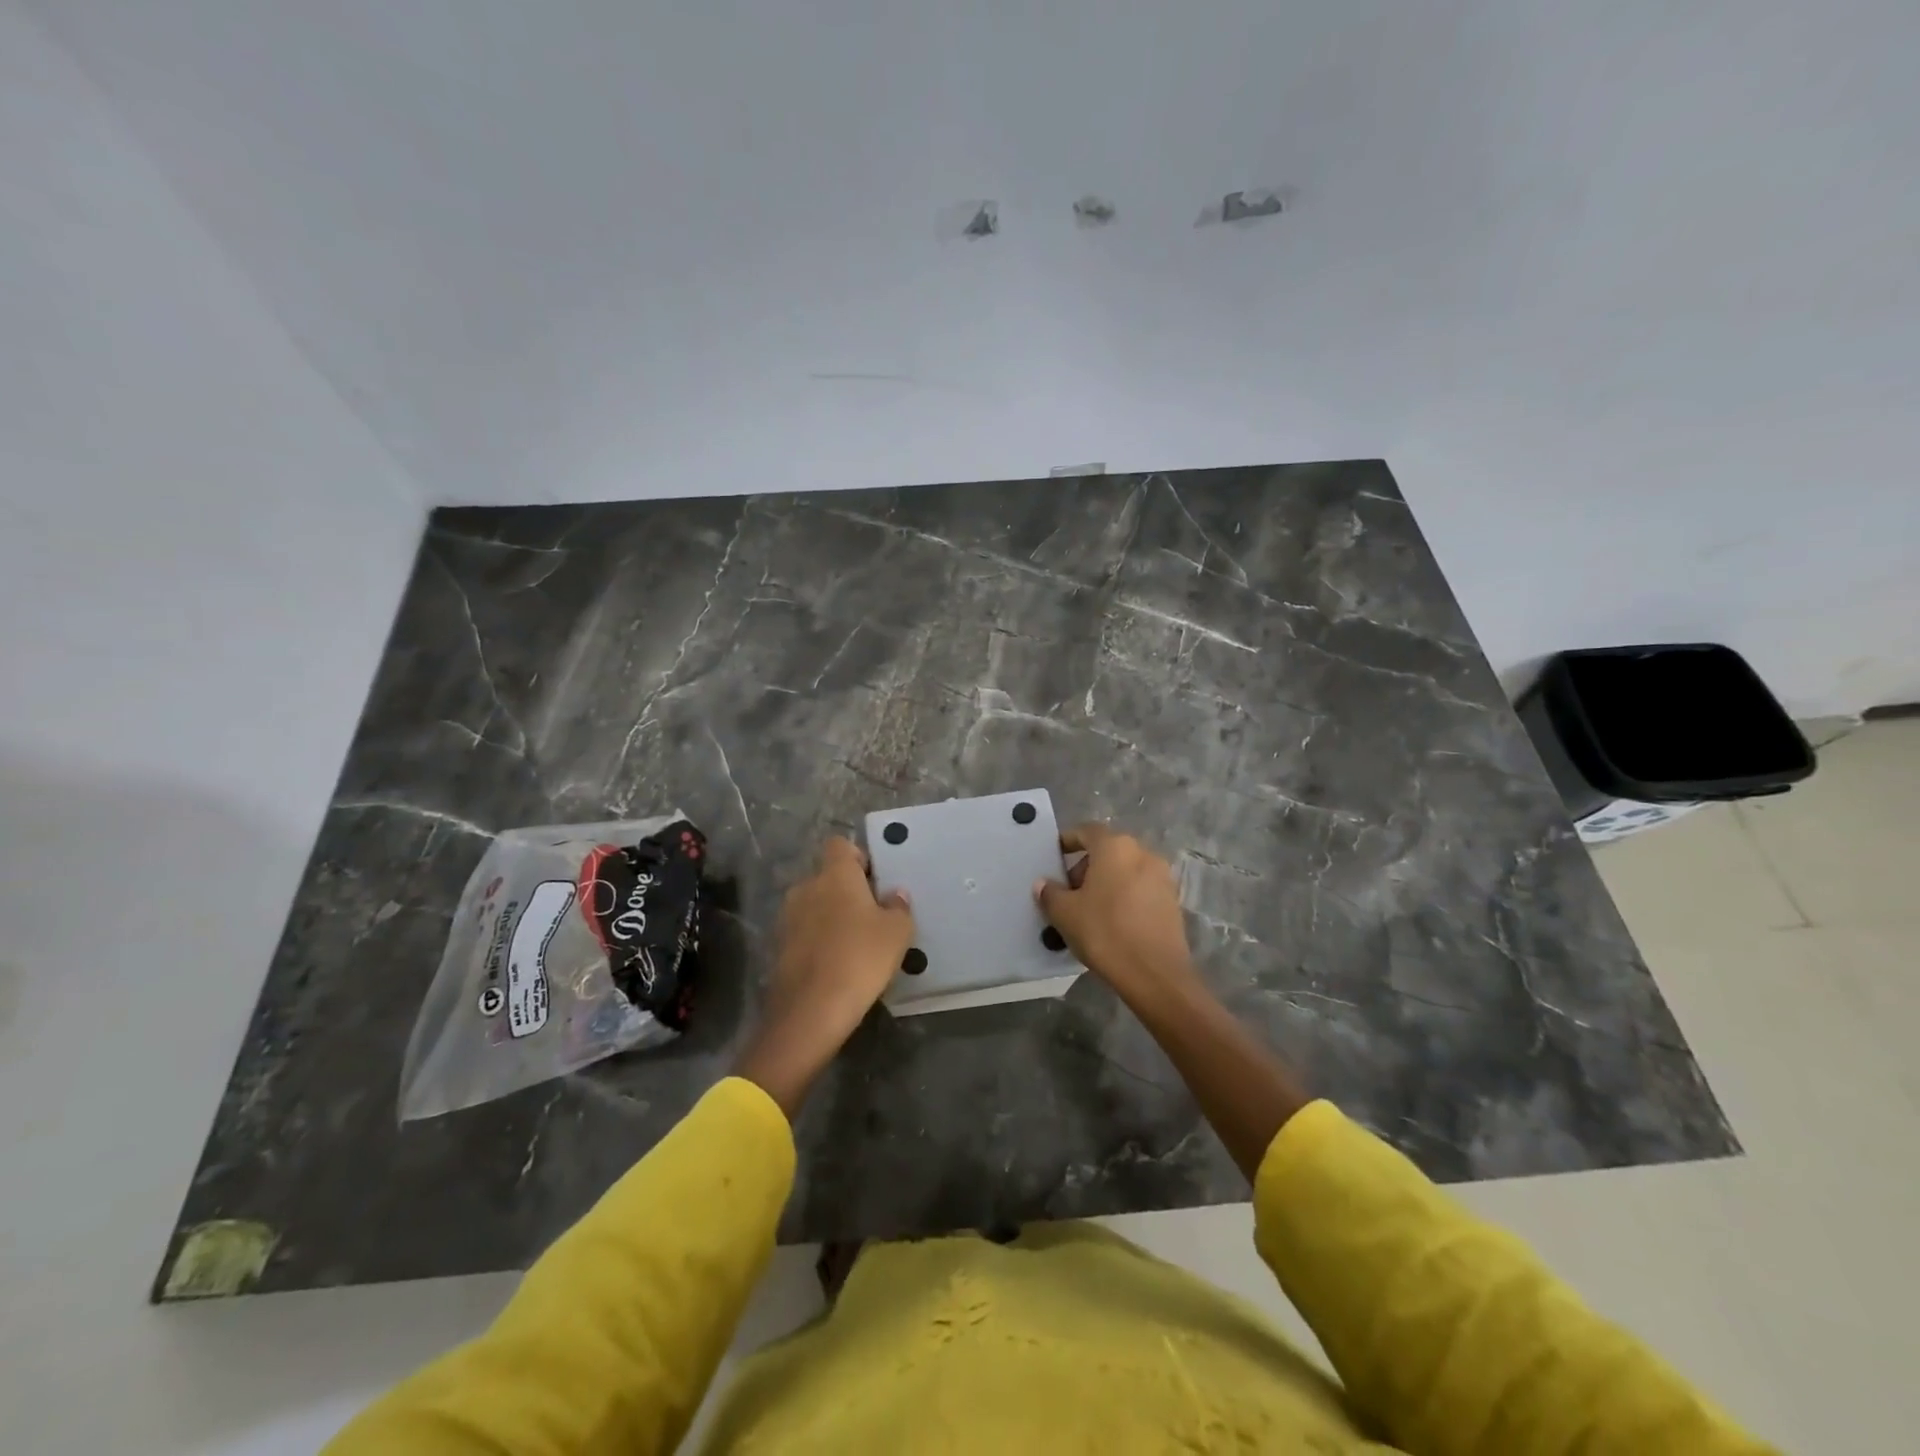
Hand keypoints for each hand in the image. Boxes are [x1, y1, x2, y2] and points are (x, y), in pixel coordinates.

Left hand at [733, 838, 913, 1115]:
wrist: (811, 1010)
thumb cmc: (861, 958)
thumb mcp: (897, 932)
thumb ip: (898, 907)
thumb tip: (894, 894)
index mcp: (835, 874)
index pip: (840, 845)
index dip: (858, 857)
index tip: (874, 880)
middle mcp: (806, 887)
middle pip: (827, 877)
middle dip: (846, 890)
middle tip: (871, 915)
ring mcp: (787, 917)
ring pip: (814, 904)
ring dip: (830, 916)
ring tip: (853, 942)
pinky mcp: (778, 946)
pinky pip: (803, 931)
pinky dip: (817, 940)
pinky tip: (835, 963)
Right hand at [1035, 824, 1198, 1010]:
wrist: (1154, 973)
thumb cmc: (1105, 932)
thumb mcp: (1065, 913)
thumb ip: (1050, 893)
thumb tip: (1043, 883)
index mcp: (1115, 847)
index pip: (1087, 831)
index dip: (1068, 841)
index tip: (1055, 856)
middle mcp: (1142, 853)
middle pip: (1108, 851)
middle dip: (1086, 866)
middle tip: (1069, 891)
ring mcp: (1162, 876)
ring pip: (1126, 870)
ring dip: (1107, 882)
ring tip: (1089, 909)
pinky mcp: (1173, 901)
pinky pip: (1141, 888)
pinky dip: (1125, 896)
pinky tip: (1113, 921)